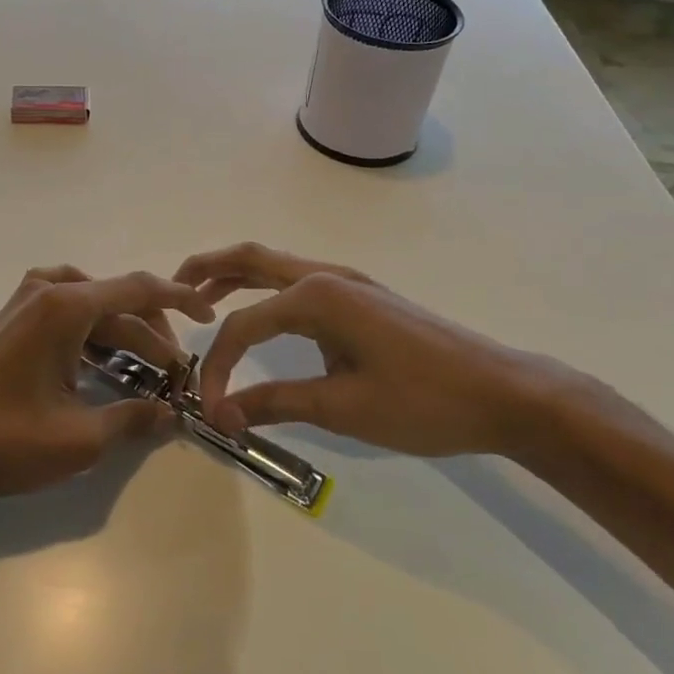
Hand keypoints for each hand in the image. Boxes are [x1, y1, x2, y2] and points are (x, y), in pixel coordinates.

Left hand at [0, 266, 215, 499]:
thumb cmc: (4, 440)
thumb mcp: (80, 437)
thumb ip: (134, 419)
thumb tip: (173, 415)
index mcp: (65, 306)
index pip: (138, 289)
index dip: (180, 299)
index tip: (209, 314)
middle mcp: (46, 291)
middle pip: (117, 300)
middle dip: (152, 333)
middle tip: (176, 372)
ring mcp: (25, 303)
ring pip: (92, 306)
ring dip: (123, 333)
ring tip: (149, 369)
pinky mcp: (13, 321)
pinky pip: (67, 312)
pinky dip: (94, 332)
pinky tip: (105, 363)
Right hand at [175, 243, 577, 458]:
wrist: (502, 393)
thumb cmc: (423, 402)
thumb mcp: (343, 407)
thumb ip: (277, 402)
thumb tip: (222, 414)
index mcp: (317, 297)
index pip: (243, 325)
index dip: (217, 366)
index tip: (209, 409)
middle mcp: (326, 276)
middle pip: (252, 259)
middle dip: (207, 268)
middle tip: (171, 286)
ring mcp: (348, 282)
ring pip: (276, 266)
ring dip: (236, 275)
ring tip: (202, 295)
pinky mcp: (363, 297)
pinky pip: (298, 282)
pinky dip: (267, 289)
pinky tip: (263, 314)